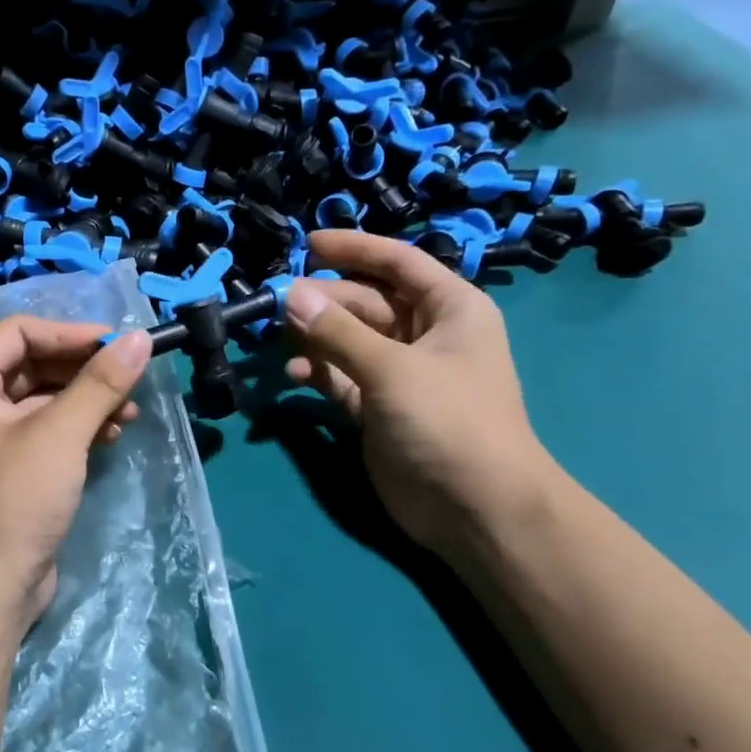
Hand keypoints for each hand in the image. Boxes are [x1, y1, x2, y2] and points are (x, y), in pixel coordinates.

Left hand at [0, 317, 151, 627]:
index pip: (18, 332)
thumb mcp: (60, 434)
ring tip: (129, 413)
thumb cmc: (14, 499)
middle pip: (33, 363)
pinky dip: (79, 427)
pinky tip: (112, 435)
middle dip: (83, 370)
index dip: (69, 333)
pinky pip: (47, 430)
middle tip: (130, 378)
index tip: (117, 345)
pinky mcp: (11, 467)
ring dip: (87, 399)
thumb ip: (99, 382)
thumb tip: (139, 339)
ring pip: (44, 399)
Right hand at [283, 230, 558, 552]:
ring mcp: (400, 374)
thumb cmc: (448, 421)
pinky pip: (341, 378)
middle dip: (324, 300)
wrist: (475, 507)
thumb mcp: (392, 368)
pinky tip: (293, 374)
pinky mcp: (377, 409)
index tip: (307, 243)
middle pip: (366, 302)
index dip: (354, 249)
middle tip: (276, 301)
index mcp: (449, 309)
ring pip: (349, 341)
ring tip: (278, 336)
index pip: (398, 262)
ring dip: (315, 337)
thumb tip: (289, 294)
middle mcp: (425, 335)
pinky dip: (318, 373)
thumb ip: (337, 332)